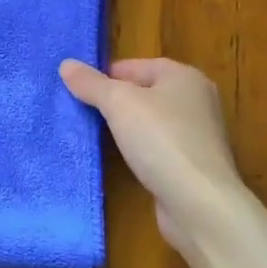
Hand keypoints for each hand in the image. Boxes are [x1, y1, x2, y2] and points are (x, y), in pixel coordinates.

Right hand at [60, 57, 246, 254]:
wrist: (200, 203)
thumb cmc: (161, 140)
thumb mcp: (118, 103)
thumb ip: (91, 83)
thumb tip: (66, 64)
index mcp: (184, 77)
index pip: (136, 66)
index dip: (106, 75)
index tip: (78, 89)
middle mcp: (196, 101)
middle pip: (144, 93)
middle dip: (114, 101)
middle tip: (82, 111)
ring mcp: (198, 135)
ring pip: (151, 122)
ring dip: (126, 128)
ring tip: (95, 135)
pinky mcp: (194, 165)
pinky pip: (158, 148)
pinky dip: (140, 151)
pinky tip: (122, 159)